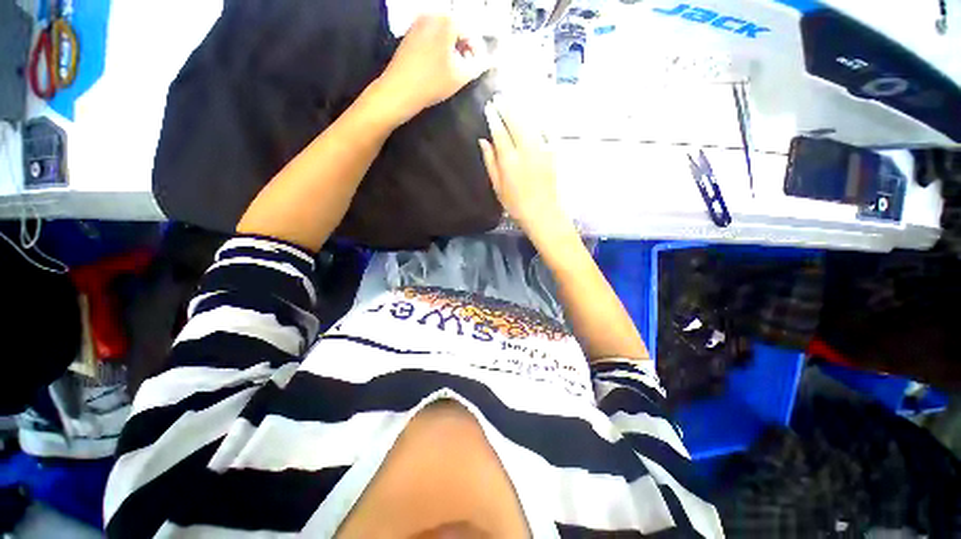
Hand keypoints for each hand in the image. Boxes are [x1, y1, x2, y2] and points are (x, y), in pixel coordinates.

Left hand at [373, 15, 486, 124]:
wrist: (399, 90)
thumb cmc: (432, 83)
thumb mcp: (461, 77)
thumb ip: (479, 65)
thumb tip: (490, 60)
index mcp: (447, 21)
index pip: (472, 32)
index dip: (478, 51)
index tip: (478, 68)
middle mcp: (433, 15)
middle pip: (457, 29)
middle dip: (465, 48)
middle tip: (466, 69)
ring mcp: (419, 22)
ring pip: (444, 33)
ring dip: (452, 49)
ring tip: (453, 70)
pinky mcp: (410, 33)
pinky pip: (432, 36)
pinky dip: (439, 48)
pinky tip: (438, 66)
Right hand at [479, 97, 569, 238]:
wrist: (542, 213)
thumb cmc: (516, 204)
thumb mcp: (498, 187)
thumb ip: (491, 162)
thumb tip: (484, 141)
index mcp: (509, 160)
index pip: (500, 132)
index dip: (494, 117)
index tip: (489, 106)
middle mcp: (525, 150)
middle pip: (515, 122)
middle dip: (507, 107)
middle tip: (500, 97)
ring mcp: (541, 149)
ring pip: (530, 123)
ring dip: (521, 110)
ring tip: (513, 100)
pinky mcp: (552, 152)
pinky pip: (545, 130)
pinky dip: (537, 120)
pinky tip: (533, 115)